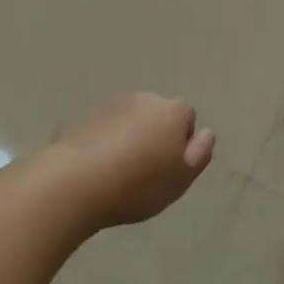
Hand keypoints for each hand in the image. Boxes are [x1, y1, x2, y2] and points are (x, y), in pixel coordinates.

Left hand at [48, 93, 214, 228]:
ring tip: (120, 172)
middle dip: (155, 135)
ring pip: (131, 120)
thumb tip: (206, 133)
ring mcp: (113, 105)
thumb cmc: (138, 184)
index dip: (182, 141)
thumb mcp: (181, 178)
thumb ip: (199, 154)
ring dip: (130, 137)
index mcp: (172, 111)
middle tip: (146, 171)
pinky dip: (106, 141)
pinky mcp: (86, 116)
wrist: (77, 181)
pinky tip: (98, 168)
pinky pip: (106, 128)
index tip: (170, 167)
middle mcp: (145, 99)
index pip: (187, 116)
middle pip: (158, 114)